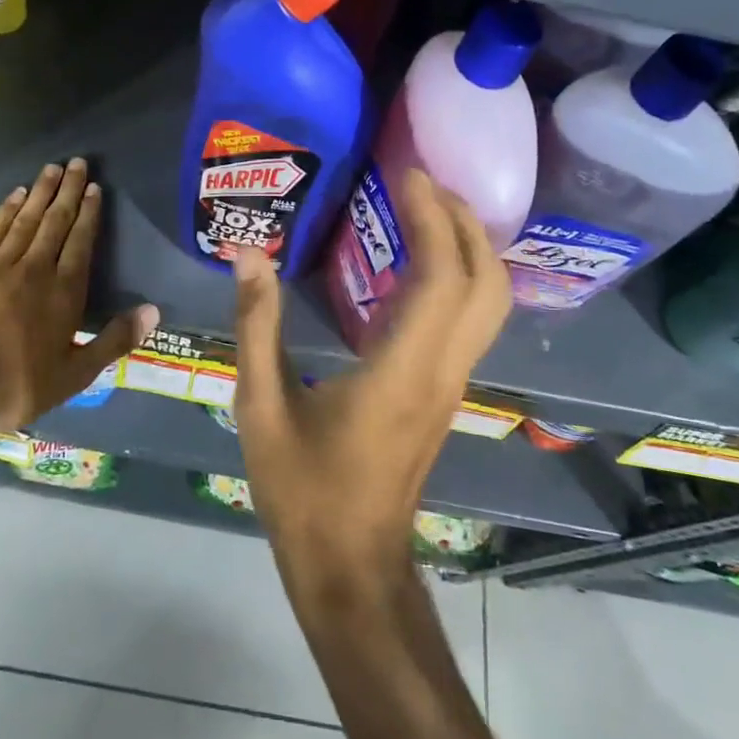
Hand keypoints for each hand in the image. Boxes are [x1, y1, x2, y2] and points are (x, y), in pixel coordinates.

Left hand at [0, 159, 158, 434]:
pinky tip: (15, 194)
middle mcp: (34, 269)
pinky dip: (6, 209)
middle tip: (77, 162)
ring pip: (25, 219)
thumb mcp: (76, 374)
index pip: (80, 241)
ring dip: (40, 192)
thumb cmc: (19, 387)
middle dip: (68, 190)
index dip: (89, 212)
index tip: (95, 188)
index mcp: (64, 292)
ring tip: (52, 169)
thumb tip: (153, 311)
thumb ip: (115, 340)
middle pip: (55, 221)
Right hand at [231, 170, 510, 603]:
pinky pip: (472, 319)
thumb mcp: (261, 406)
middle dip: (464, 220)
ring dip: (469, 245)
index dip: (432, 215)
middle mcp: (443, 370)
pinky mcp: (445, 392)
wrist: (351, 566)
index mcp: (403, 369)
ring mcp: (452, 383)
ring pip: (491, 302)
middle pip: (487, 281)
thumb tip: (248, 253)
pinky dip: (460, 274)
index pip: (443, 276)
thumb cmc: (303, 491)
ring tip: (424, 206)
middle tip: (421, 179)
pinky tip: (418, 260)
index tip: (405, 171)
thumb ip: (256, 325)